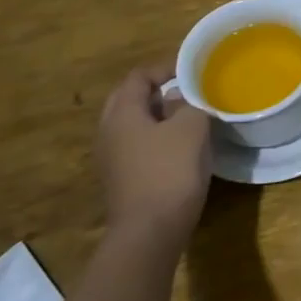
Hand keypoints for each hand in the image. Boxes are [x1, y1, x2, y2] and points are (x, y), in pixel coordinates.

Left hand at [94, 61, 213, 244]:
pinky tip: (179, 149)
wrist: (150, 232)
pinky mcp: (121, 179)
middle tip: (187, 92)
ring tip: (187, 118)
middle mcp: (109, 131)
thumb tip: (177, 100)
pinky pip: (137, 146)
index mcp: (122, 113)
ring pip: (132, 125)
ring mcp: (111, 158)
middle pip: (129, 99)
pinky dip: (155, 139)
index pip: (138, 76)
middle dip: (157, 91)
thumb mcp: (191, 128)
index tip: (191, 70)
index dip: (164, 68)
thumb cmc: (170, 171)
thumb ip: (187, 104)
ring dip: (157, 116)